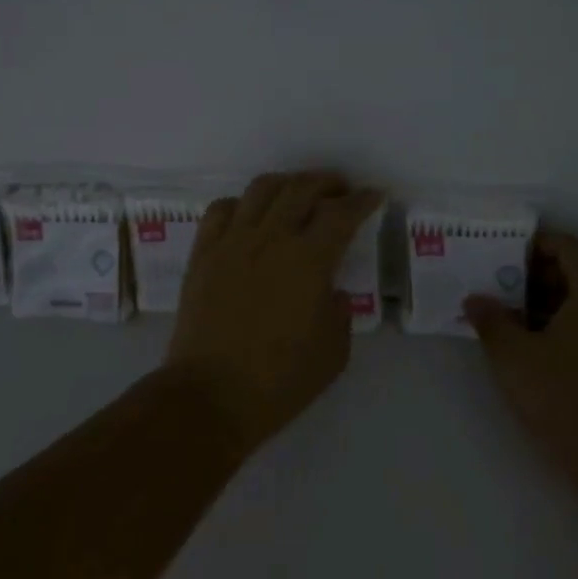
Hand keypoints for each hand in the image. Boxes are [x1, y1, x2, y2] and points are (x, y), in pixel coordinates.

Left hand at [166, 172, 381, 455]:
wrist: (210, 396)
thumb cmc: (279, 381)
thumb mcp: (333, 353)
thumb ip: (339, 313)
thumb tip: (330, 292)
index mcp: (309, 261)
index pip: (341, 214)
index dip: (362, 200)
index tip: (374, 195)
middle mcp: (271, 238)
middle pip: (301, 189)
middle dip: (328, 182)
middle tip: (340, 190)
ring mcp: (232, 242)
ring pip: (261, 189)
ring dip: (287, 183)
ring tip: (298, 193)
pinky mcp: (203, 254)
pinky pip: (221, 210)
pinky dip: (241, 203)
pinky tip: (249, 215)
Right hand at [465, 233, 577, 500]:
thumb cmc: (565, 400)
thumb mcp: (513, 359)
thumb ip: (491, 322)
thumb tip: (474, 299)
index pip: (570, 248)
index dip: (538, 244)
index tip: (507, 256)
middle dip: (540, 277)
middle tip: (504, 291)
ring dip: (555, 303)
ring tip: (518, 323)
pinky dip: (573, 325)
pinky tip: (545, 351)